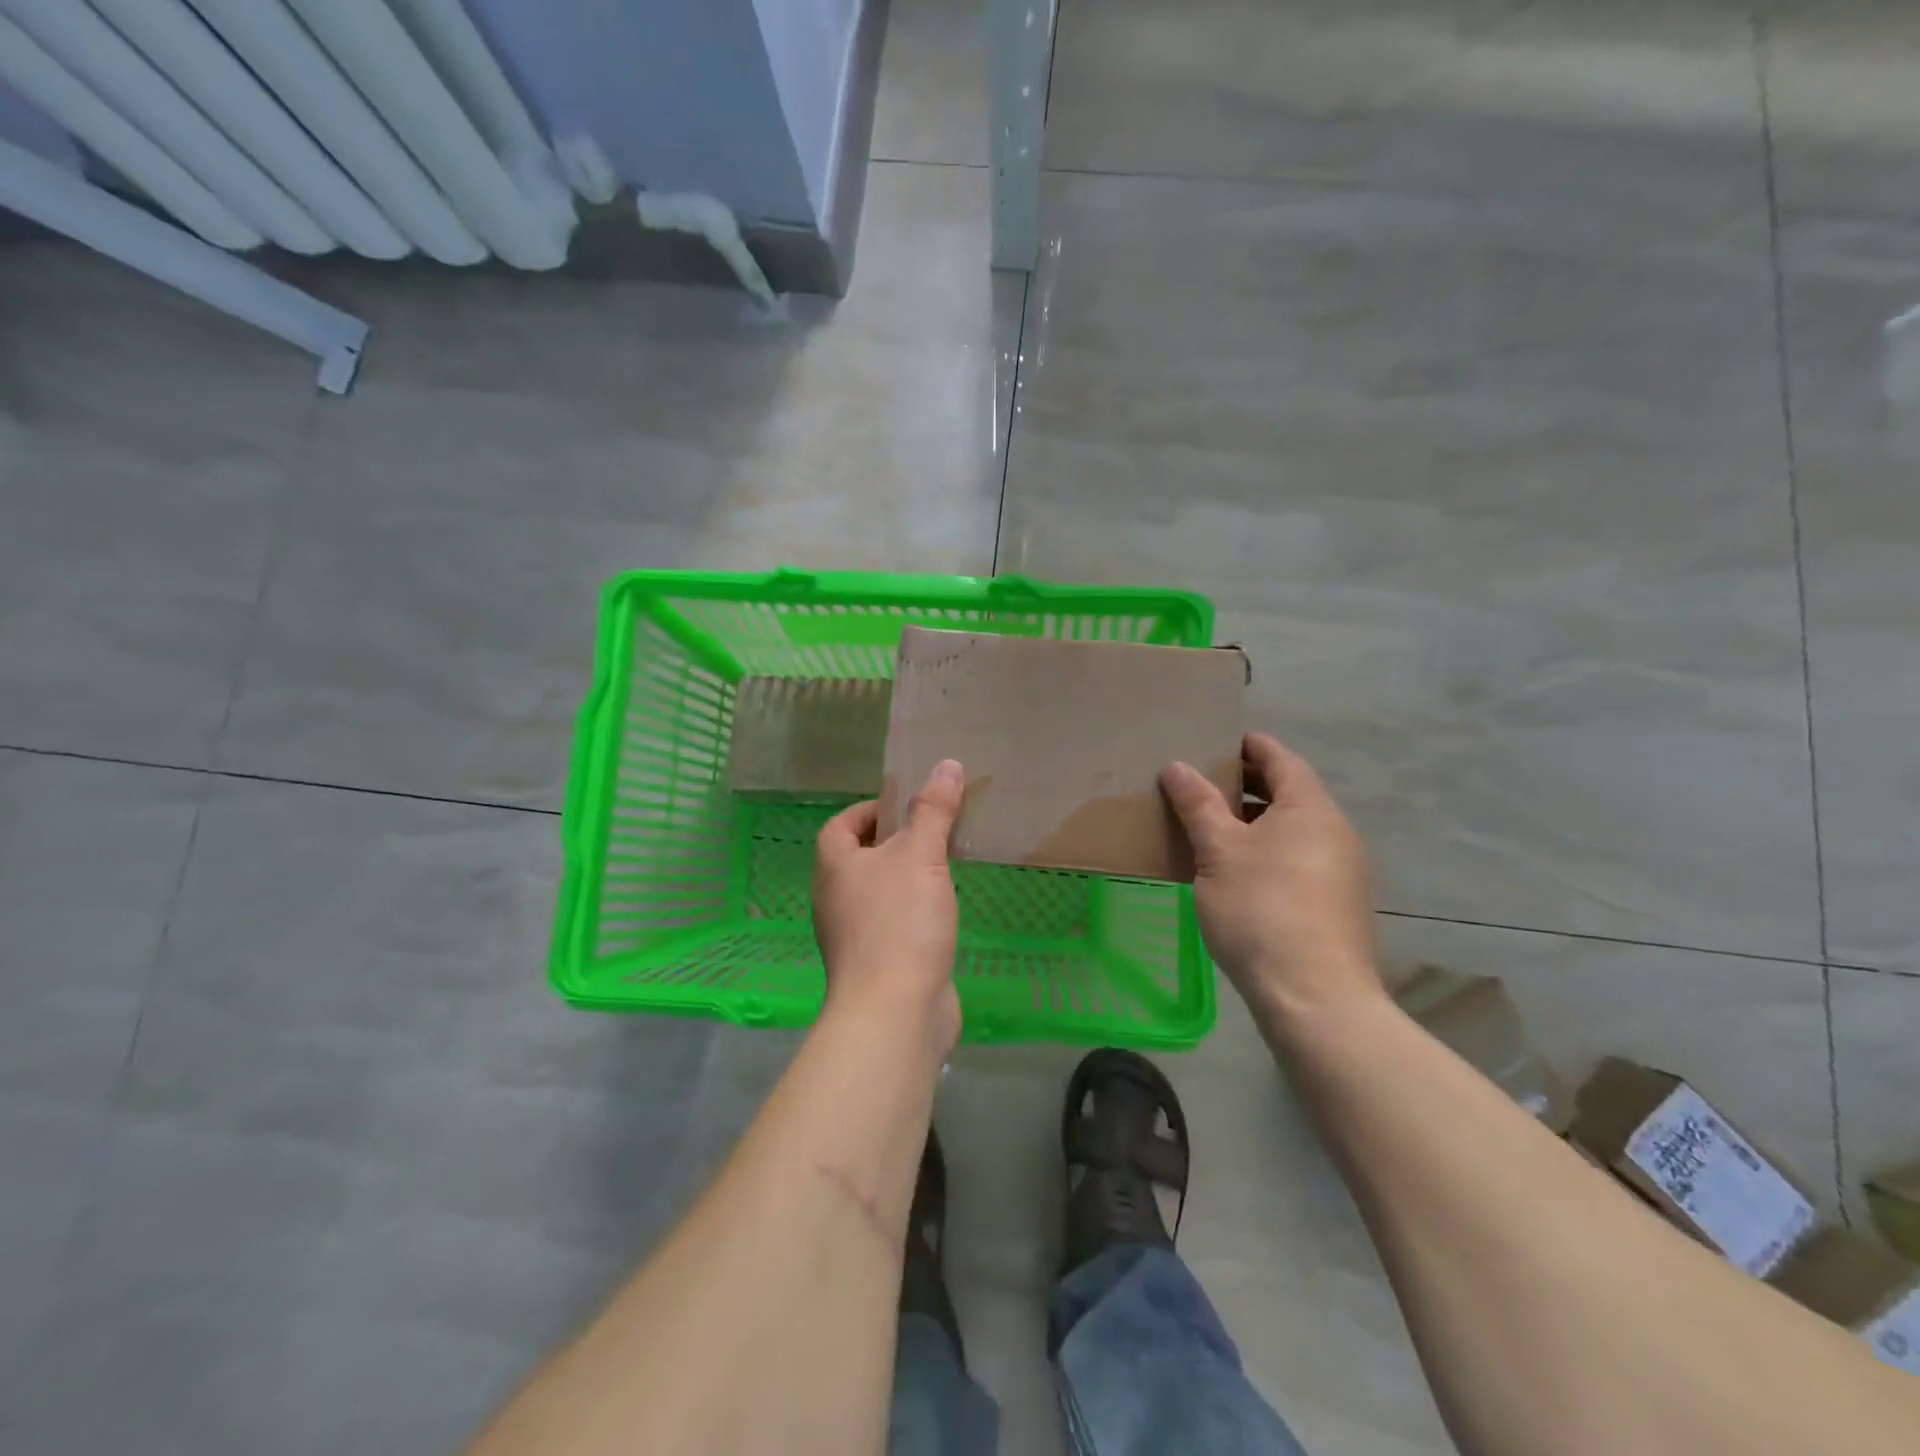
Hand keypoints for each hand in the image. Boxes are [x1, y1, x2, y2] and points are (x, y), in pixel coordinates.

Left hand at [813, 760, 964, 1051]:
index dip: (868, 810)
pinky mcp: (876, 964)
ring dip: (904, 878)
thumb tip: (945, 764)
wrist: (893, 1012)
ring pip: (877, 893)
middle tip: (933, 832)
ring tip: (943, 866)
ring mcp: (852, 936)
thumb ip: (933, 811)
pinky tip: (942, 912)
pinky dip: (912, 912)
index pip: (840, 825)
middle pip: (859, 858)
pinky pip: (892, 924)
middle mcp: (835, 899)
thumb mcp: (920, 856)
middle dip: (893, 842)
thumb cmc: (899, 923)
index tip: (906, 806)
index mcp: (835, 867)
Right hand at [1160, 733, 1382, 1021]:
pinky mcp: (1333, 903)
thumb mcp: (1218, 852)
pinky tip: (1232, 871)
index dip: (1247, 745)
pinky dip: (1265, 850)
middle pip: (1288, 792)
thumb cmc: (1262, 909)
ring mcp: (1340, 870)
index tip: (1213, 741)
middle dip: (1244, 784)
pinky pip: (1296, 858)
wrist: (1314, 997)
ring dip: (1252, 821)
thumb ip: (1199, 805)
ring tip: (1207, 827)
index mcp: (1310, 808)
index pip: (1280, 758)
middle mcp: (1334, 831)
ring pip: (1290, 829)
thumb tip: (1177, 766)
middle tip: (1198, 783)